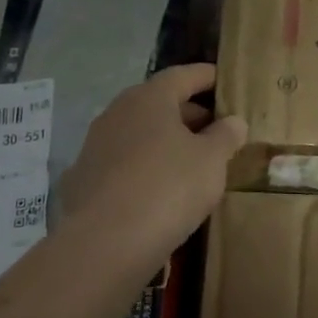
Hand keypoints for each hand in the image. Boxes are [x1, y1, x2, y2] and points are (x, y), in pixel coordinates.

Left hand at [58, 64, 247, 267]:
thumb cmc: (168, 187)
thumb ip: (225, 136)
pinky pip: (124, 163)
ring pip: (139, 134)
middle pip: (158, 104)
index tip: (224, 81)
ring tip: (192, 161)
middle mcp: (117, 113)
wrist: (106, 241)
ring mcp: (95, 146)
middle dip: (188, 113)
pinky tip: (160, 189)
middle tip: (216, 129)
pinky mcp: (84, 179)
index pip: (182, 75)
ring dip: (165, 142)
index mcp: (149, 99)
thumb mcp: (211, 160)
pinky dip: (145, 167)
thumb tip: (233, 121)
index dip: (206, 76)